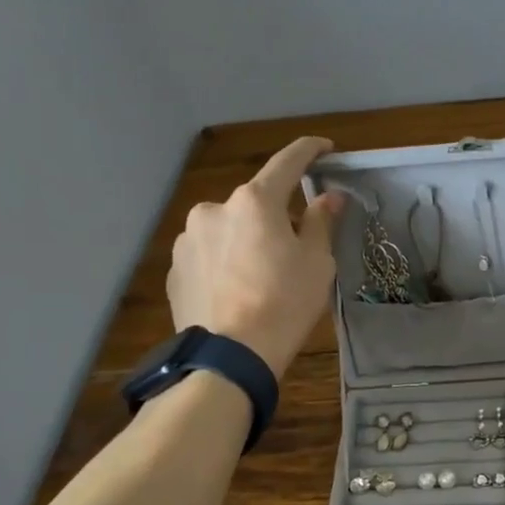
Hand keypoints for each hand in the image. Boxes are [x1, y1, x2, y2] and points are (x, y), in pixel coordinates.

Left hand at [165, 135, 344, 377]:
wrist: (229, 356)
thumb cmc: (284, 304)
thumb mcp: (317, 263)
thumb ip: (320, 223)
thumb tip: (328, 197)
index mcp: (254, 201)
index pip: (287, 163)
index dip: (309, 151)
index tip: (325, 147)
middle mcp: (214, 209)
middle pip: (255, 203)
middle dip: (275, 216)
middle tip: (296, 247)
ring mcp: (188, 239)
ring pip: (229, 230)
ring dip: (247, 241)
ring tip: (262, 278)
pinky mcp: (175, 269)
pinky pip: (209, 256)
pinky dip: (226, 263)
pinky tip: (237, 291)